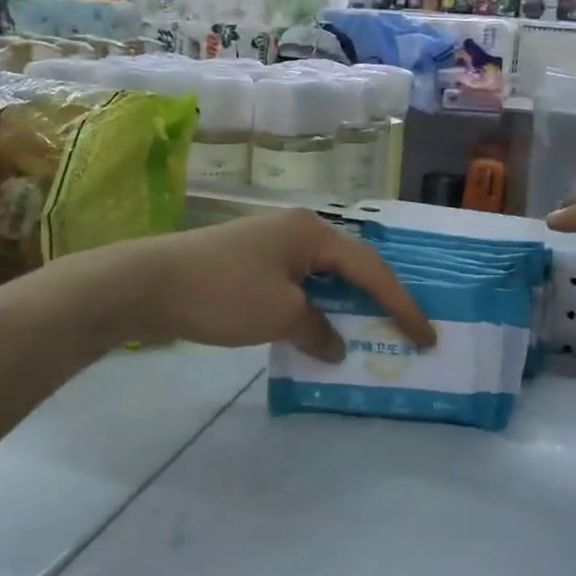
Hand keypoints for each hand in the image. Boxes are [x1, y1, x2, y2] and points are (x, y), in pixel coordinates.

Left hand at [107, 210, 435, 361]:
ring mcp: (270, 243)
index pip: (371, 269)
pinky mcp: (249, 261)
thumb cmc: (224, 293)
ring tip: (368, 332)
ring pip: (322, 276)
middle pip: (350, 266)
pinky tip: (317, 330)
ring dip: (344, 305)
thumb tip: (335, 346)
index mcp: (312, 232)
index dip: (401, 304)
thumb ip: (318, 330)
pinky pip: (297, 284)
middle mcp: (297, 229)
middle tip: (403, 330)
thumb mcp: (280, 316)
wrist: (149, 283)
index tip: (427, 336)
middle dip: (378, 299)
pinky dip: (314, 308)